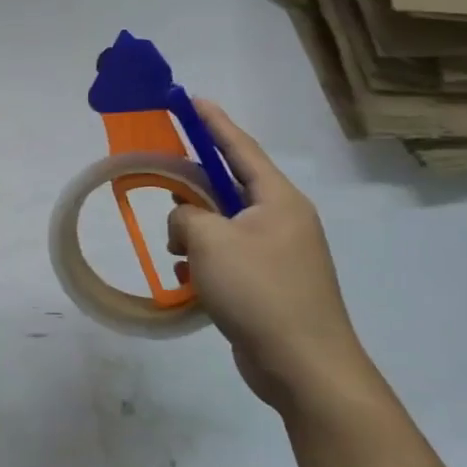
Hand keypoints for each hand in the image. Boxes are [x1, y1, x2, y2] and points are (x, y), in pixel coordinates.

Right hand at [168, 102, 373, 413]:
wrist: (304, 367)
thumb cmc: (260, 292)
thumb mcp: (210, 241)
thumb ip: (187, 215)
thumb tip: (187, 220)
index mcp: (278, 200)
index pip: (241, 148)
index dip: (214, 122)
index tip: (191, 99)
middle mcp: (282, 220)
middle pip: (228, 187)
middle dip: (192, 189)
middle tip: (162, 180)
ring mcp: (278, 253)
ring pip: (223, 225)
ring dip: (193, 232)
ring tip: (174, 250)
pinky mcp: (269, 283)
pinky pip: (227, 256)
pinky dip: (203, 261)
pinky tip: (184, 279)